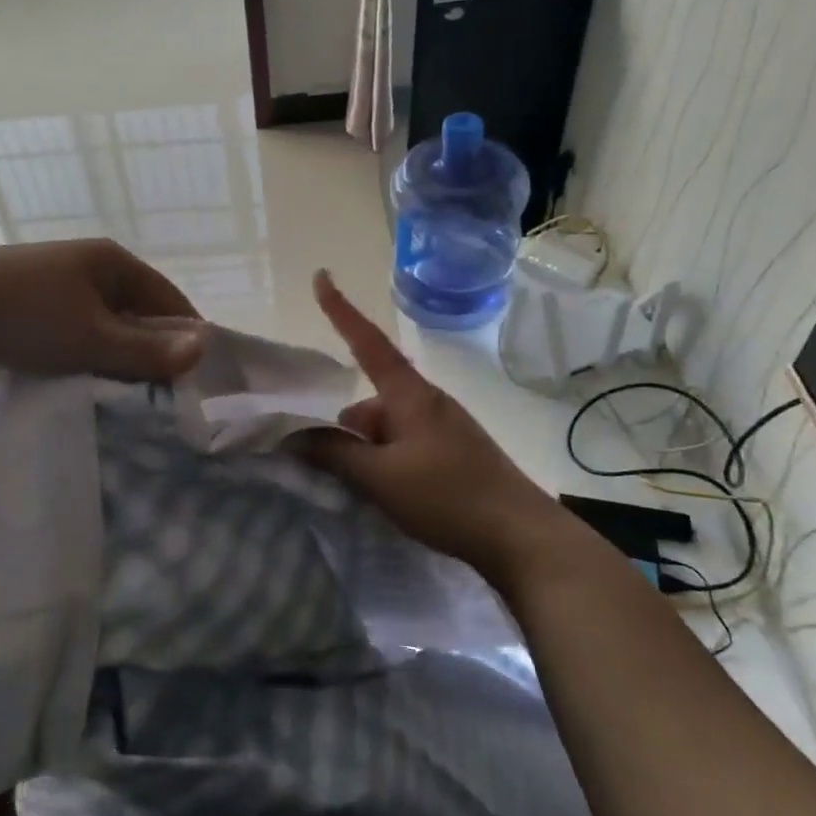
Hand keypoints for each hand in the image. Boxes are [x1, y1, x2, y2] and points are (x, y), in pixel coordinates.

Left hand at [0, 240, 206, 381]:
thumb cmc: (22, 316)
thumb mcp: (90, 336)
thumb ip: (146, 348)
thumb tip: (204, 349)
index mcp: (111, 261)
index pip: (168, 299)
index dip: (185, 338)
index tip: (198, 383)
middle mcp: (88, 267)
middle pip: (136, 315)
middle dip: (149, 354)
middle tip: (163, 401)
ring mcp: (56, 287)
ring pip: (104, 329)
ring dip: (115, 360)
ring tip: (128, 401)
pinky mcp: (31, 309)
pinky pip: (74, 336)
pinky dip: (84, 359)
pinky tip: (86, 388)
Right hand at [302, 270, 561, 569]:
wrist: (522, 537)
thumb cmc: (448, 496)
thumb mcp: (380, 477)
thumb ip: (333, 453)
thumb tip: (294, 435)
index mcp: (409, 394)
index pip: (367, 342)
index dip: (341, 310)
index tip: (321, 277)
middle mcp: (426, 403)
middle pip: (369, 401)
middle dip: (347, 430)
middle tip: (336, 470)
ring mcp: (442, 429)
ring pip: (385, 429)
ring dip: (367, 453)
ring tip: (367, 493)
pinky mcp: (452, 454)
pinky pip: (404, 446)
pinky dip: (386, 464)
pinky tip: (390, 497)